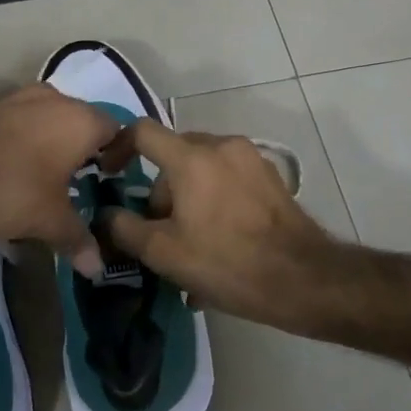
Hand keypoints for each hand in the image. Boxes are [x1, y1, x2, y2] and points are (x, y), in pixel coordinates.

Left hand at [0, 84, 114, 275]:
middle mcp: (53, 98)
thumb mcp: (48, 221)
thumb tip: (98, 268)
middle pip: (79, 122)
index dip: (117, 155)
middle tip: (74, 182)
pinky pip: (13, 122)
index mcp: (80, 120)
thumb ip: (77, 240)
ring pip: (44, 119)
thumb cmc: (9, 188)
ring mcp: (15, 96)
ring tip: (37, 179)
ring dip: (46, 144)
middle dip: (79, 150)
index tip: (107, 179)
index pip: (116, 130)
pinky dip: (16, 142)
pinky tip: (3, 169)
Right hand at [97, 119, 338, 329]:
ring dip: (188, 200)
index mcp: (192, 157)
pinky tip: (219, 244)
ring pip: (203, 170)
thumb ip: (125, 228)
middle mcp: (222, 146)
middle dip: (160, 191)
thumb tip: (107, 215)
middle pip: (174, 155)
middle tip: (159, 231)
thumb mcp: (163, 253)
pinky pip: (229, 181)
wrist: (303, 279)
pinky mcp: (272, 178)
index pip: (142, 131)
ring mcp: (252, 160)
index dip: (118, 147)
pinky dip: (215, 202)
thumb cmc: (226, 262)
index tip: (110, 173)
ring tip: (190, 246)